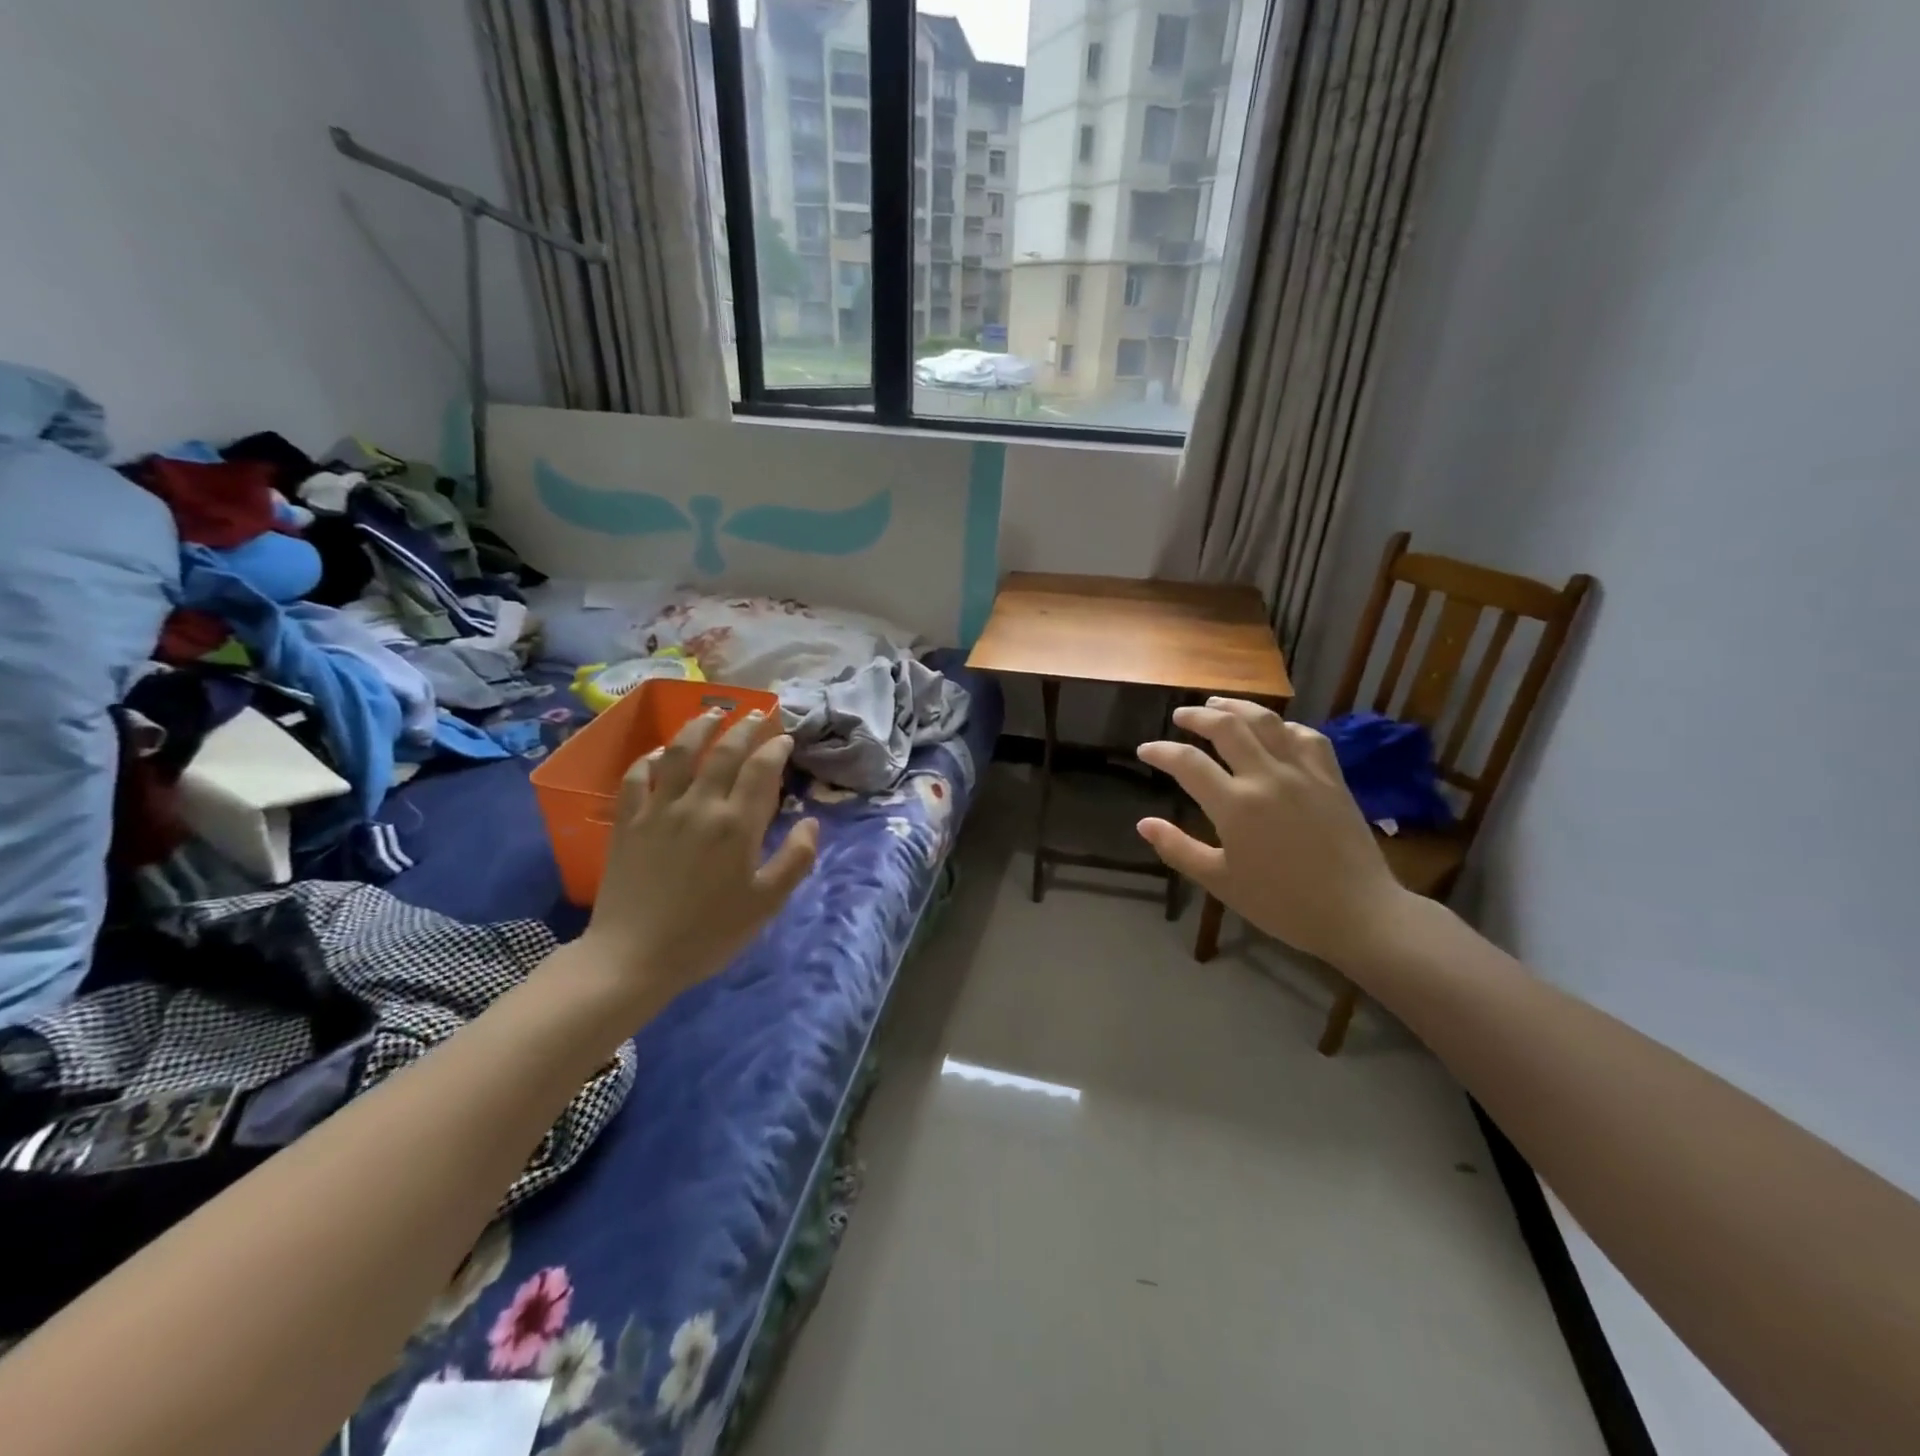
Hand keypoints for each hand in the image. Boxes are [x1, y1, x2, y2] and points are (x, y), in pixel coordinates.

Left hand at [563, 709, 818, 1018]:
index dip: (775, 748)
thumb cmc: (708, 933)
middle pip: (724, 751)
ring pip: (680, 752)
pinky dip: (650, 758)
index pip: (761, 769)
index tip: (784, 738)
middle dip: (744, 726)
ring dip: (698, 727)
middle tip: (756, 713)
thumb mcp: (766, 904)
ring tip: (712, 713)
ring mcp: (659, 810)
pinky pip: (636, 777)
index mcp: (738, 825)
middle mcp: (700, 805)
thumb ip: (795, 860)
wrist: (634, 956)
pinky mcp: (627, 822)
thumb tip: (810, 823)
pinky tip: (660, 753)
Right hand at [1136, 698, 1414, 968]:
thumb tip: (1144, 824)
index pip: (1187, 763)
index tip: (1145, 750)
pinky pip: (1306, 736)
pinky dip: (1284, 726)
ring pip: (1266, 721)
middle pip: (1226, 727)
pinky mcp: (1332, 777)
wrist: (1358, 913)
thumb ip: (1179, 849)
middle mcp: (1267, 777)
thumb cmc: (1282, 903)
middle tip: (1181, 716)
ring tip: (1219, 705)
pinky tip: (1275, 729)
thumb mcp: (1220, 882)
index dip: (1161, 752)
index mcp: (1235, 806)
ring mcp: (1303, 772)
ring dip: (1238, 707)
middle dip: (1197, 717)